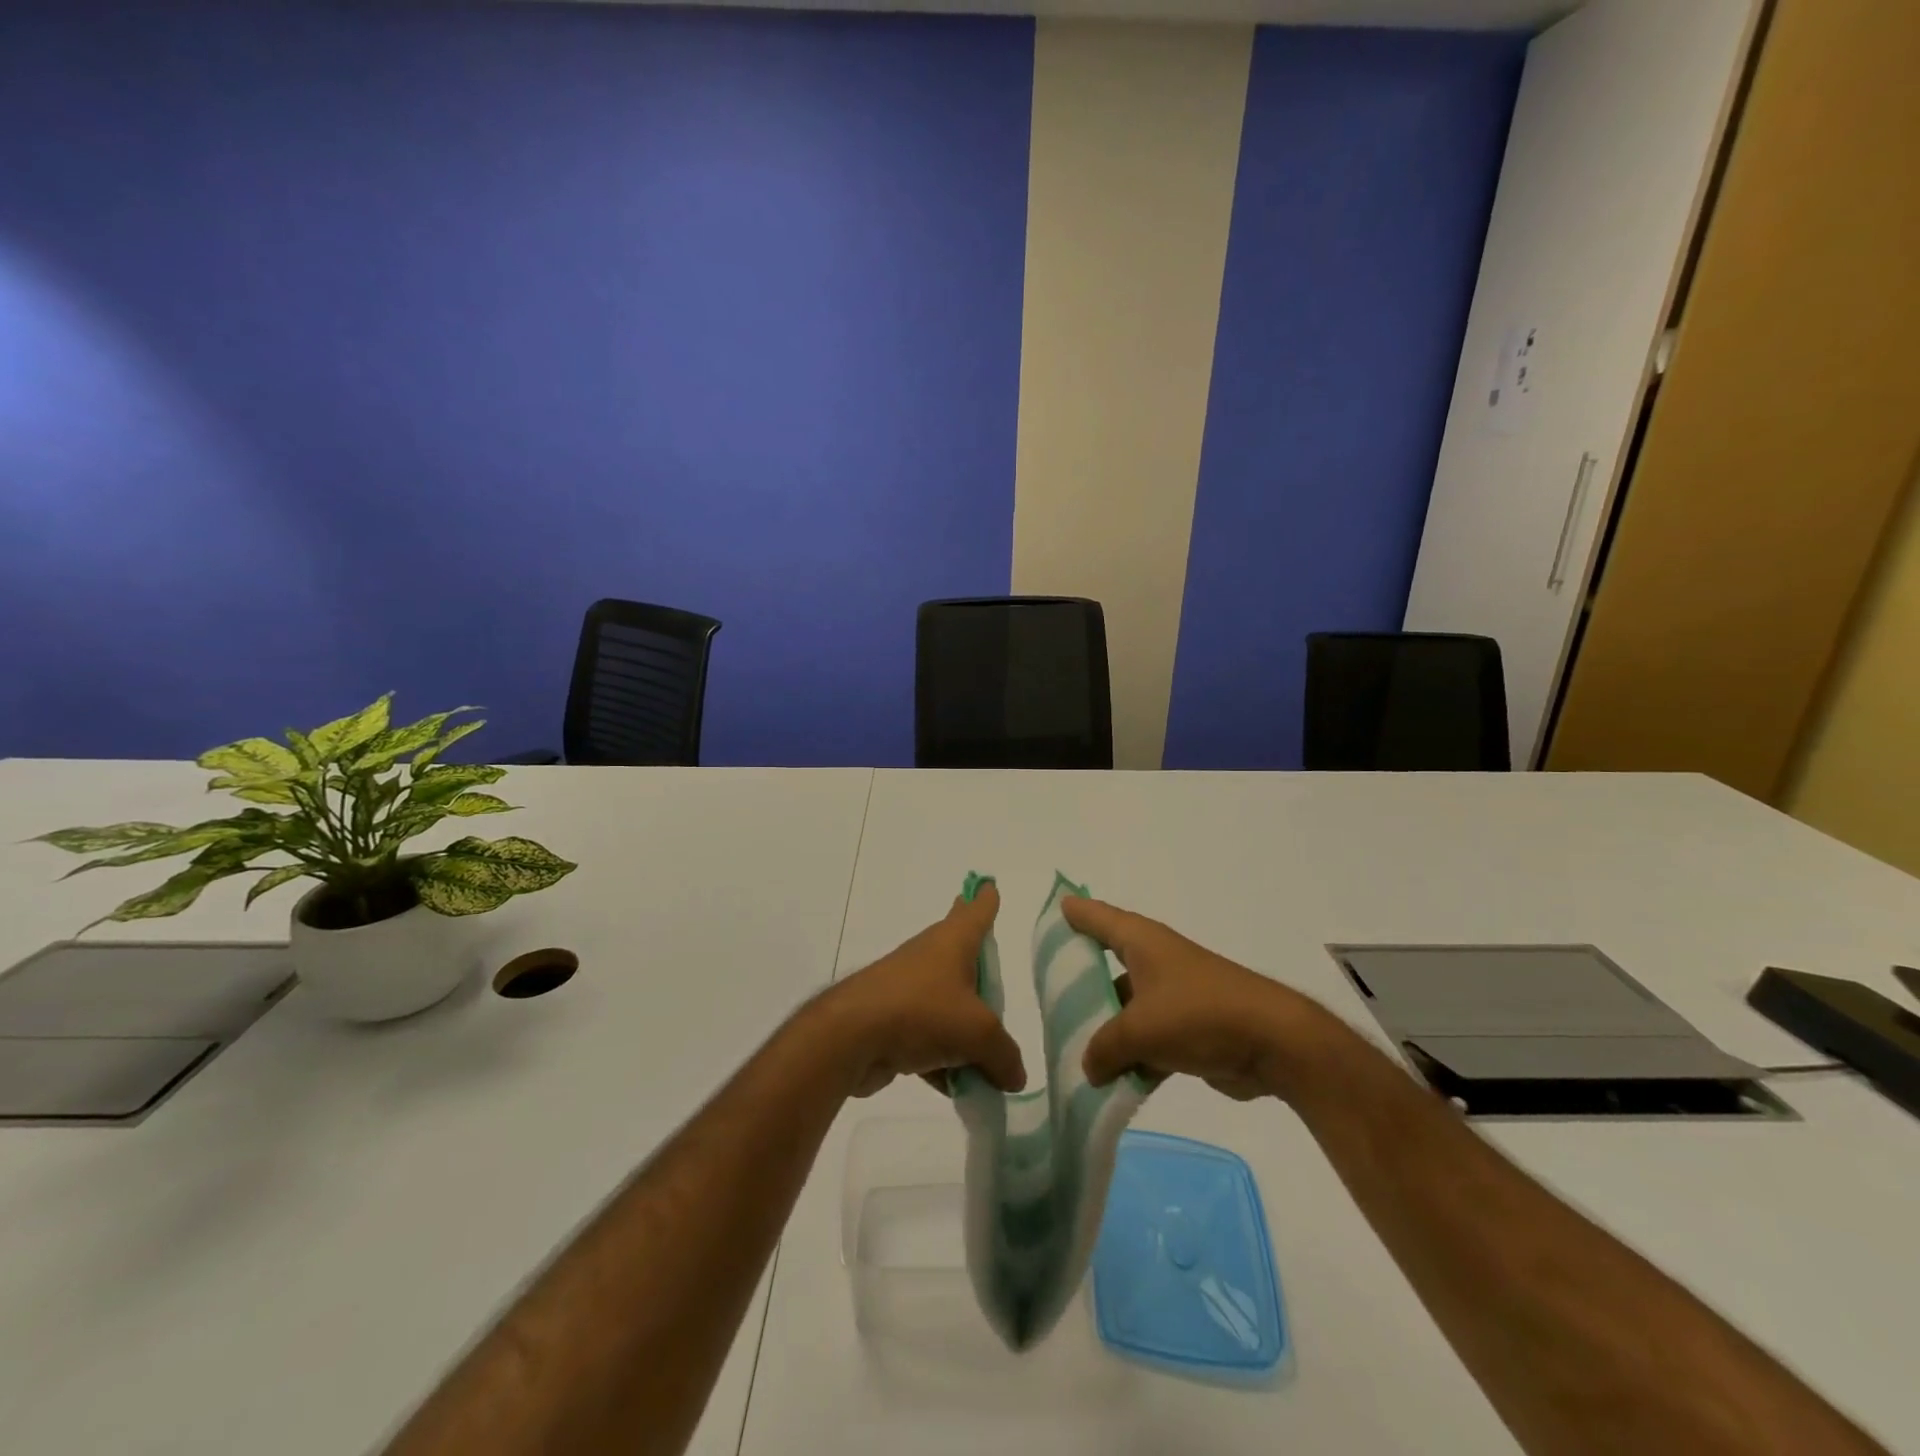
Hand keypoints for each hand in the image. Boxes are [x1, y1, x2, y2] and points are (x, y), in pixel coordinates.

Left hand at [818, 882, 1026, 1097]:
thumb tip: (1015, 1075)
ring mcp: (907, 988)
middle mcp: (930, 957)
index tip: (989, 886)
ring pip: (945, 1001)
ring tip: (988, 1057)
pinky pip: (927, 1037)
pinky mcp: (891, 1021)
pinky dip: (941, 1057)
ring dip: (963, 1026)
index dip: (986, 899)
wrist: (850, 1037)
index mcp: (953, 942)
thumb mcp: (978, 1034)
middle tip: (988, 956)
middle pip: (959, 951)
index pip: (976, 911)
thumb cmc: (921, 1012)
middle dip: (974, 956)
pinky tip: (956, 1088)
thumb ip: (1004, 1055)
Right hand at [1062, 896, 1327, 1100]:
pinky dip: (1132, 1057)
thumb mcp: (1138, 1030)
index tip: (1053, 910)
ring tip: (1072, 1051)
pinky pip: (1148, 1038)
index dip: (1074, 913)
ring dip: (1106, 1030)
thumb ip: (1103, 1048)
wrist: (1273, 1043)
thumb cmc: (1198, 1015)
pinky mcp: (1189, 1028)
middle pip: (1107, 965)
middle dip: (1080, 982)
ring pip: (1126, 1008)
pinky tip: (1111, 1082)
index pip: (1098, 917)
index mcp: (1141, 942)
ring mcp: (1173, 995)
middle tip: (1046, 998)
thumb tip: (1089, 1067)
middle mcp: (1155, 960)